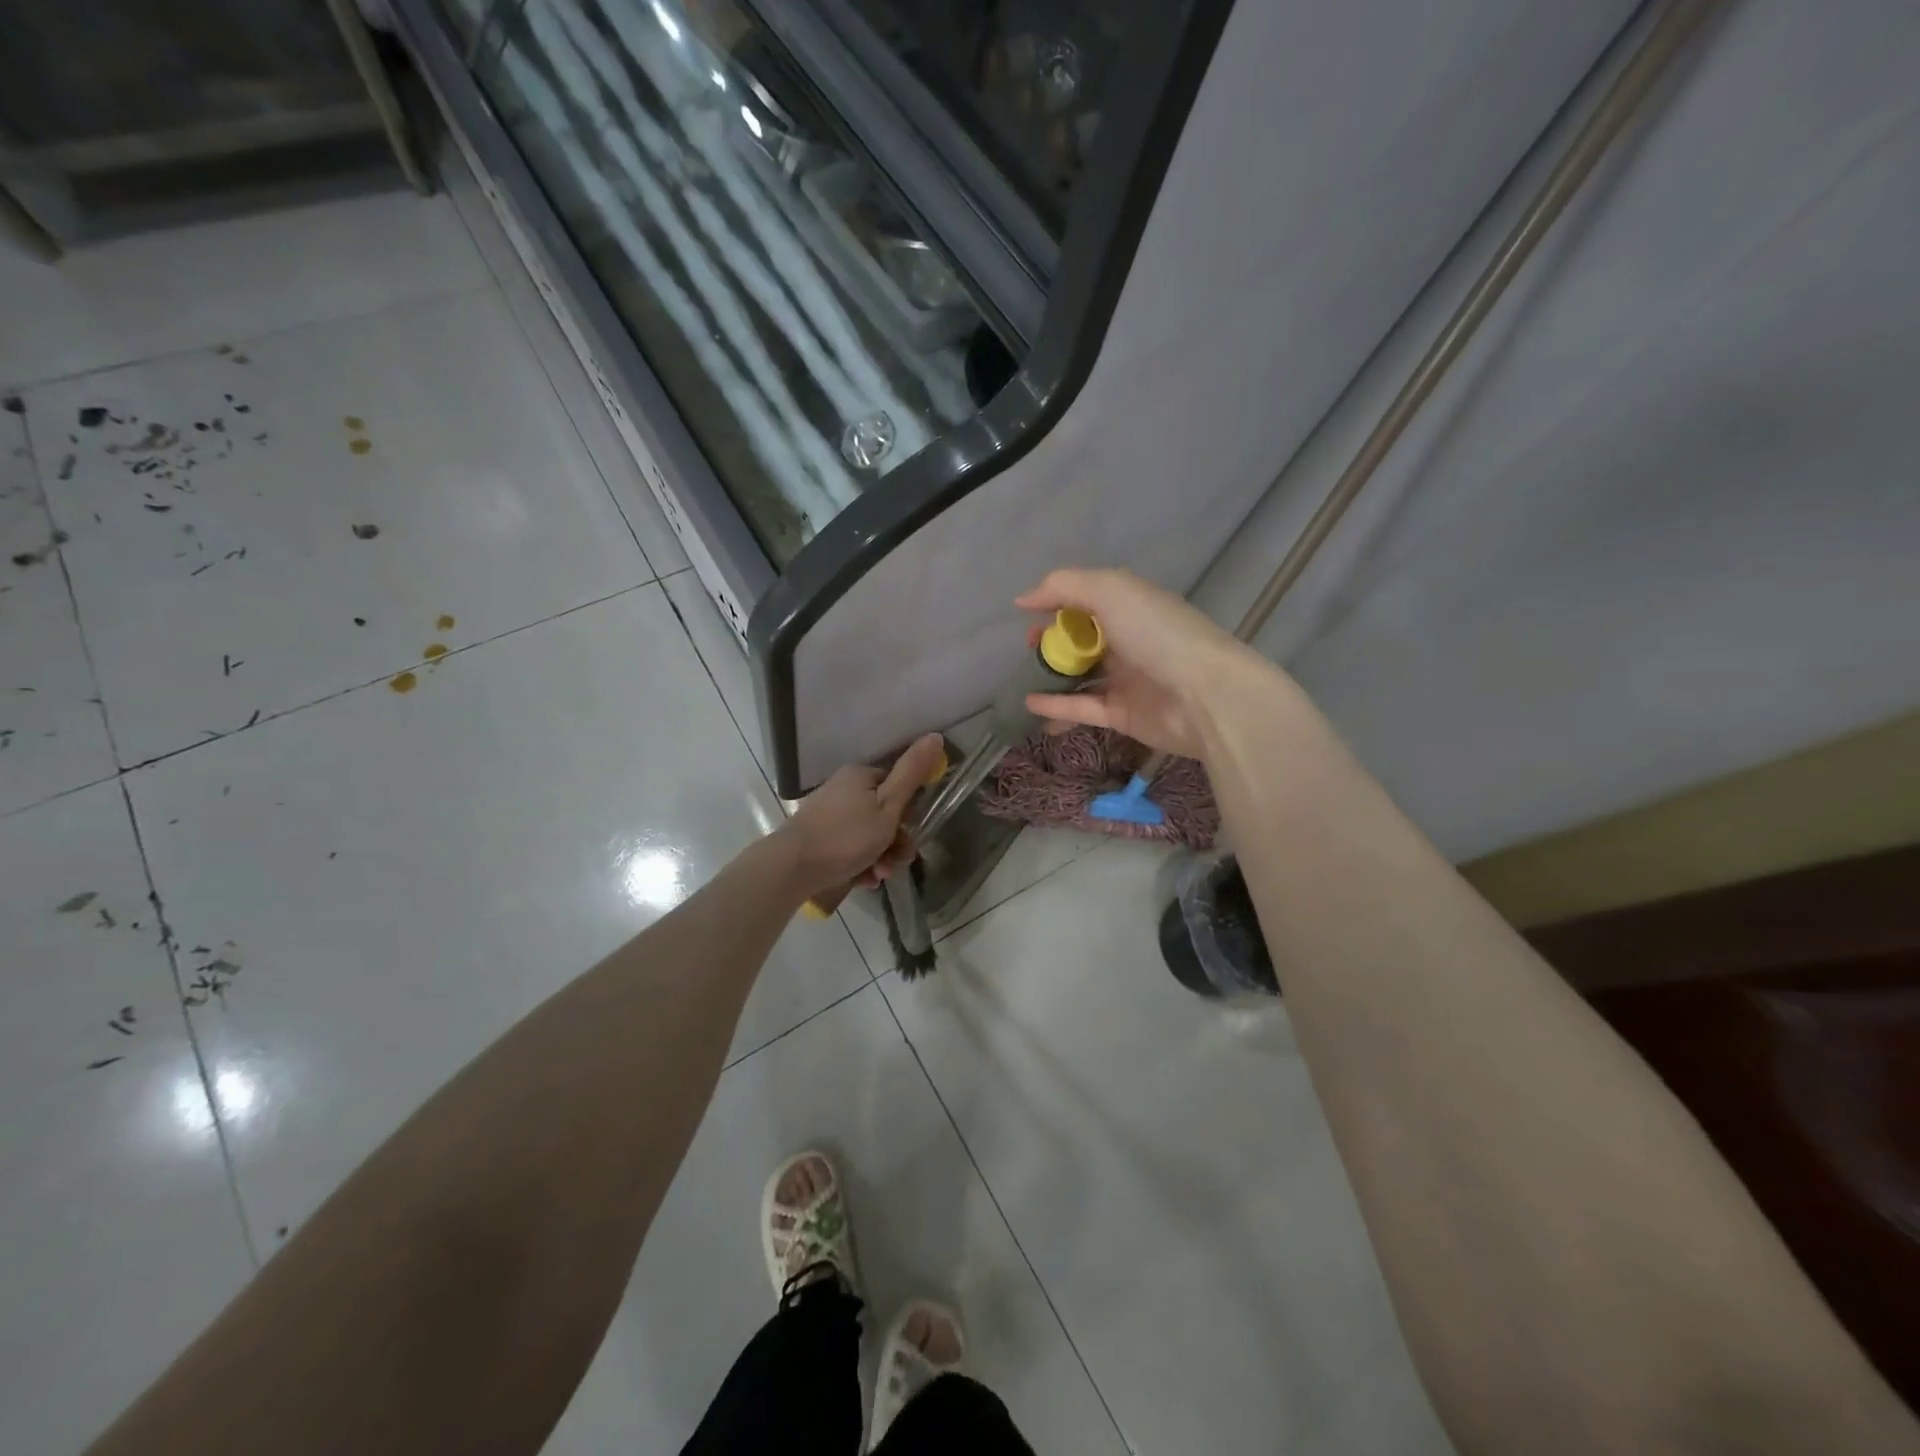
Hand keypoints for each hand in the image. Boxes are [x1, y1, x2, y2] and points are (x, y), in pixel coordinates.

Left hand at [779, 733, 946, 898]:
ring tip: (878, 876)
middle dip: (896, 841)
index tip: (913, 832)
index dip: (910, 810)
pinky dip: (861, 863)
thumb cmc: (846, 836)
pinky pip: (850, 848)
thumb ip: (912, 774)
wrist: (792, 867)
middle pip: (884, 814)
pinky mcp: (818, 838)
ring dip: (881, 857)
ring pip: (868, 835)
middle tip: (898, 862)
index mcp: (860, 775)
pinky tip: (863, 880)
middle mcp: (843, 789)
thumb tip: (935, 736)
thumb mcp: (888, 806)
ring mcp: (829, 814)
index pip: (898, 785)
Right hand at [1016, 568, 1260, 759]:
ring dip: (1052, 675)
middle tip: (1029, 646)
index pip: (1089, 598)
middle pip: (1083, 638)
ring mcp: (1126, 680)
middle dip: (1053, 641)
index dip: (1057, 602)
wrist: (1204, 697)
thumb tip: (1024, 599)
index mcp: (1132, 606)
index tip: (1026, 613)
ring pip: (1081, 675)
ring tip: (1025, 676)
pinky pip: (1082, 707)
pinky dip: (1056, 706)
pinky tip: (1030, 703)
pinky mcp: (1122, 715)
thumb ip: (1065, 586)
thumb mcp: (1111, 591)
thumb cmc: (1158, 634)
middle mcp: (1130, 640)